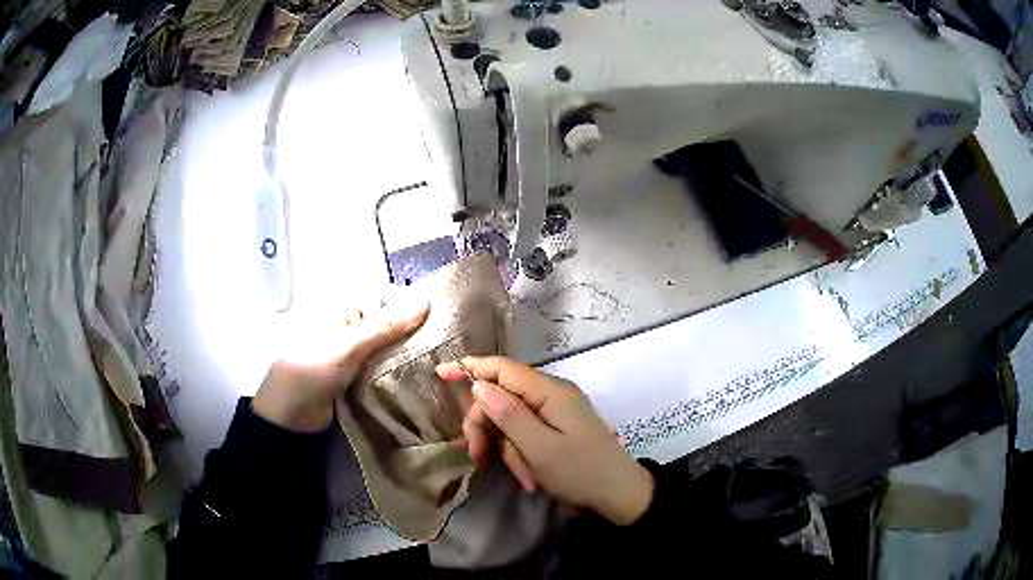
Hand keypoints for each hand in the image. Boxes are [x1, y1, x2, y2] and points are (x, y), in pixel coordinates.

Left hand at [253, 302, 429, 431]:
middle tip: (448, 342)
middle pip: (391, 324)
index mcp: (347, 312)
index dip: (412, 304)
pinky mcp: (360, 378)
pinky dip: (401, 372)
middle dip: (416, 332)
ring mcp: (357, 355)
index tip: (443, 315)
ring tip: (443, 360)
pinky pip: (385, 369)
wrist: (291, 414)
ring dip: (410, 354)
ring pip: (391, 348)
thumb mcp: (349, 345)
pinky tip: (422, 376)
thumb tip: (425, 303)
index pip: (386, 298)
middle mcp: (354, 329)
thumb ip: (386, 326)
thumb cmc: (313, 369)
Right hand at [436, 356, 653, 525]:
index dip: (470, 368)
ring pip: (510, 422)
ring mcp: (555, 413)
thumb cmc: (580, 473)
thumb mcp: (540, 448)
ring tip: (524, 477)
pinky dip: (522, 456)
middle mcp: (552, 395)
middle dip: (487, 427)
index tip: (440, 373)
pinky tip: (531, 478)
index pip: (502, 369)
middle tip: (477, 456)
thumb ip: (508, 414)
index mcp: (550, 391)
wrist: (618, 496)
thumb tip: (479, 385)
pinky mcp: (556, 430)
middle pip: (502, 398)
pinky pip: (525, 436)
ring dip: (508, 450)